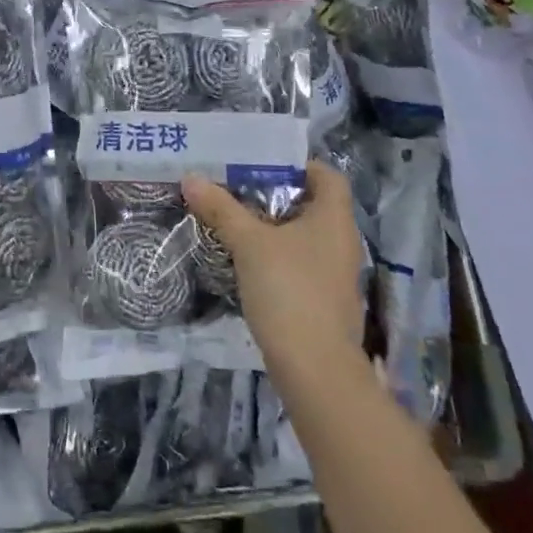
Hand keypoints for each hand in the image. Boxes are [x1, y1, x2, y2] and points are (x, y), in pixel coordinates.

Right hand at [182, 163, 370, 388]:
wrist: (315, 368)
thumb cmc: (289, 290)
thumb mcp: (249, 243)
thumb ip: (222, 209)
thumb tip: (191, 178)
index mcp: (334, 219)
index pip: (327, 176)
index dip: (299, 165)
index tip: (262, 164)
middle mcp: (341, 242)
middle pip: (312, 205)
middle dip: (274, 195)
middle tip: (236, 189)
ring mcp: (334, 274)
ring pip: (303, 237)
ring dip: (272, 228)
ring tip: (233, 222)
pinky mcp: (323, 301)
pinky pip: (299, 264)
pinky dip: (276, 256)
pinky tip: (246, 262)